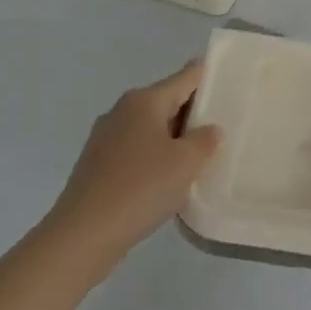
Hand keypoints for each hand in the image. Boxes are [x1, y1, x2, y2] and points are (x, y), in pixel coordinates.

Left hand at [44, 60, 222, 271]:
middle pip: (166, 100)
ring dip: (172, 136)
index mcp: (145, 100)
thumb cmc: (141, 188)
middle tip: (220, 124)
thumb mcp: (186, 163)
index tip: (227, 80)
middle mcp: (122, 110)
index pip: (185, 77)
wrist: (83, 234)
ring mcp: (104, 136)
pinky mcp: (95, 163)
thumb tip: (209, 129)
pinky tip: (164, 179)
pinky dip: (152, 155)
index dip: (207, 75)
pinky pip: (134, 148)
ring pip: (149, 126)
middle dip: (192, 111)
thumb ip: (205, 140)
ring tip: (196, 156)